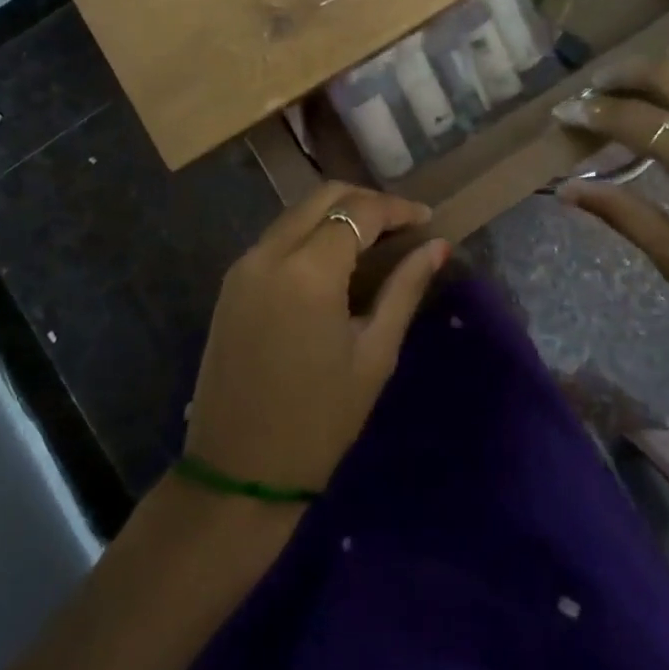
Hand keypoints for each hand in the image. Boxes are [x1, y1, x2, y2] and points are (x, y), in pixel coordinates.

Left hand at [185, 183, 448, 494]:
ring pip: (296, 213)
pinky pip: (277, 238)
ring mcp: (243, 266)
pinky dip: (310, 233)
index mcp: (308, 271)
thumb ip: (405, 289)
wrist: (237, 473)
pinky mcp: (231, 283)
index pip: (359, 211)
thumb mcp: (374, 354)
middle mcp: (269, 253)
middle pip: (322, 197)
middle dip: (366, 201)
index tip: (427, 220)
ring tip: (374, 239)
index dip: (397, 209)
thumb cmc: (319, 421)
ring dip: (336, 214)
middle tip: (402, 225)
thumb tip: (437, 246)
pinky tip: (335, 258)